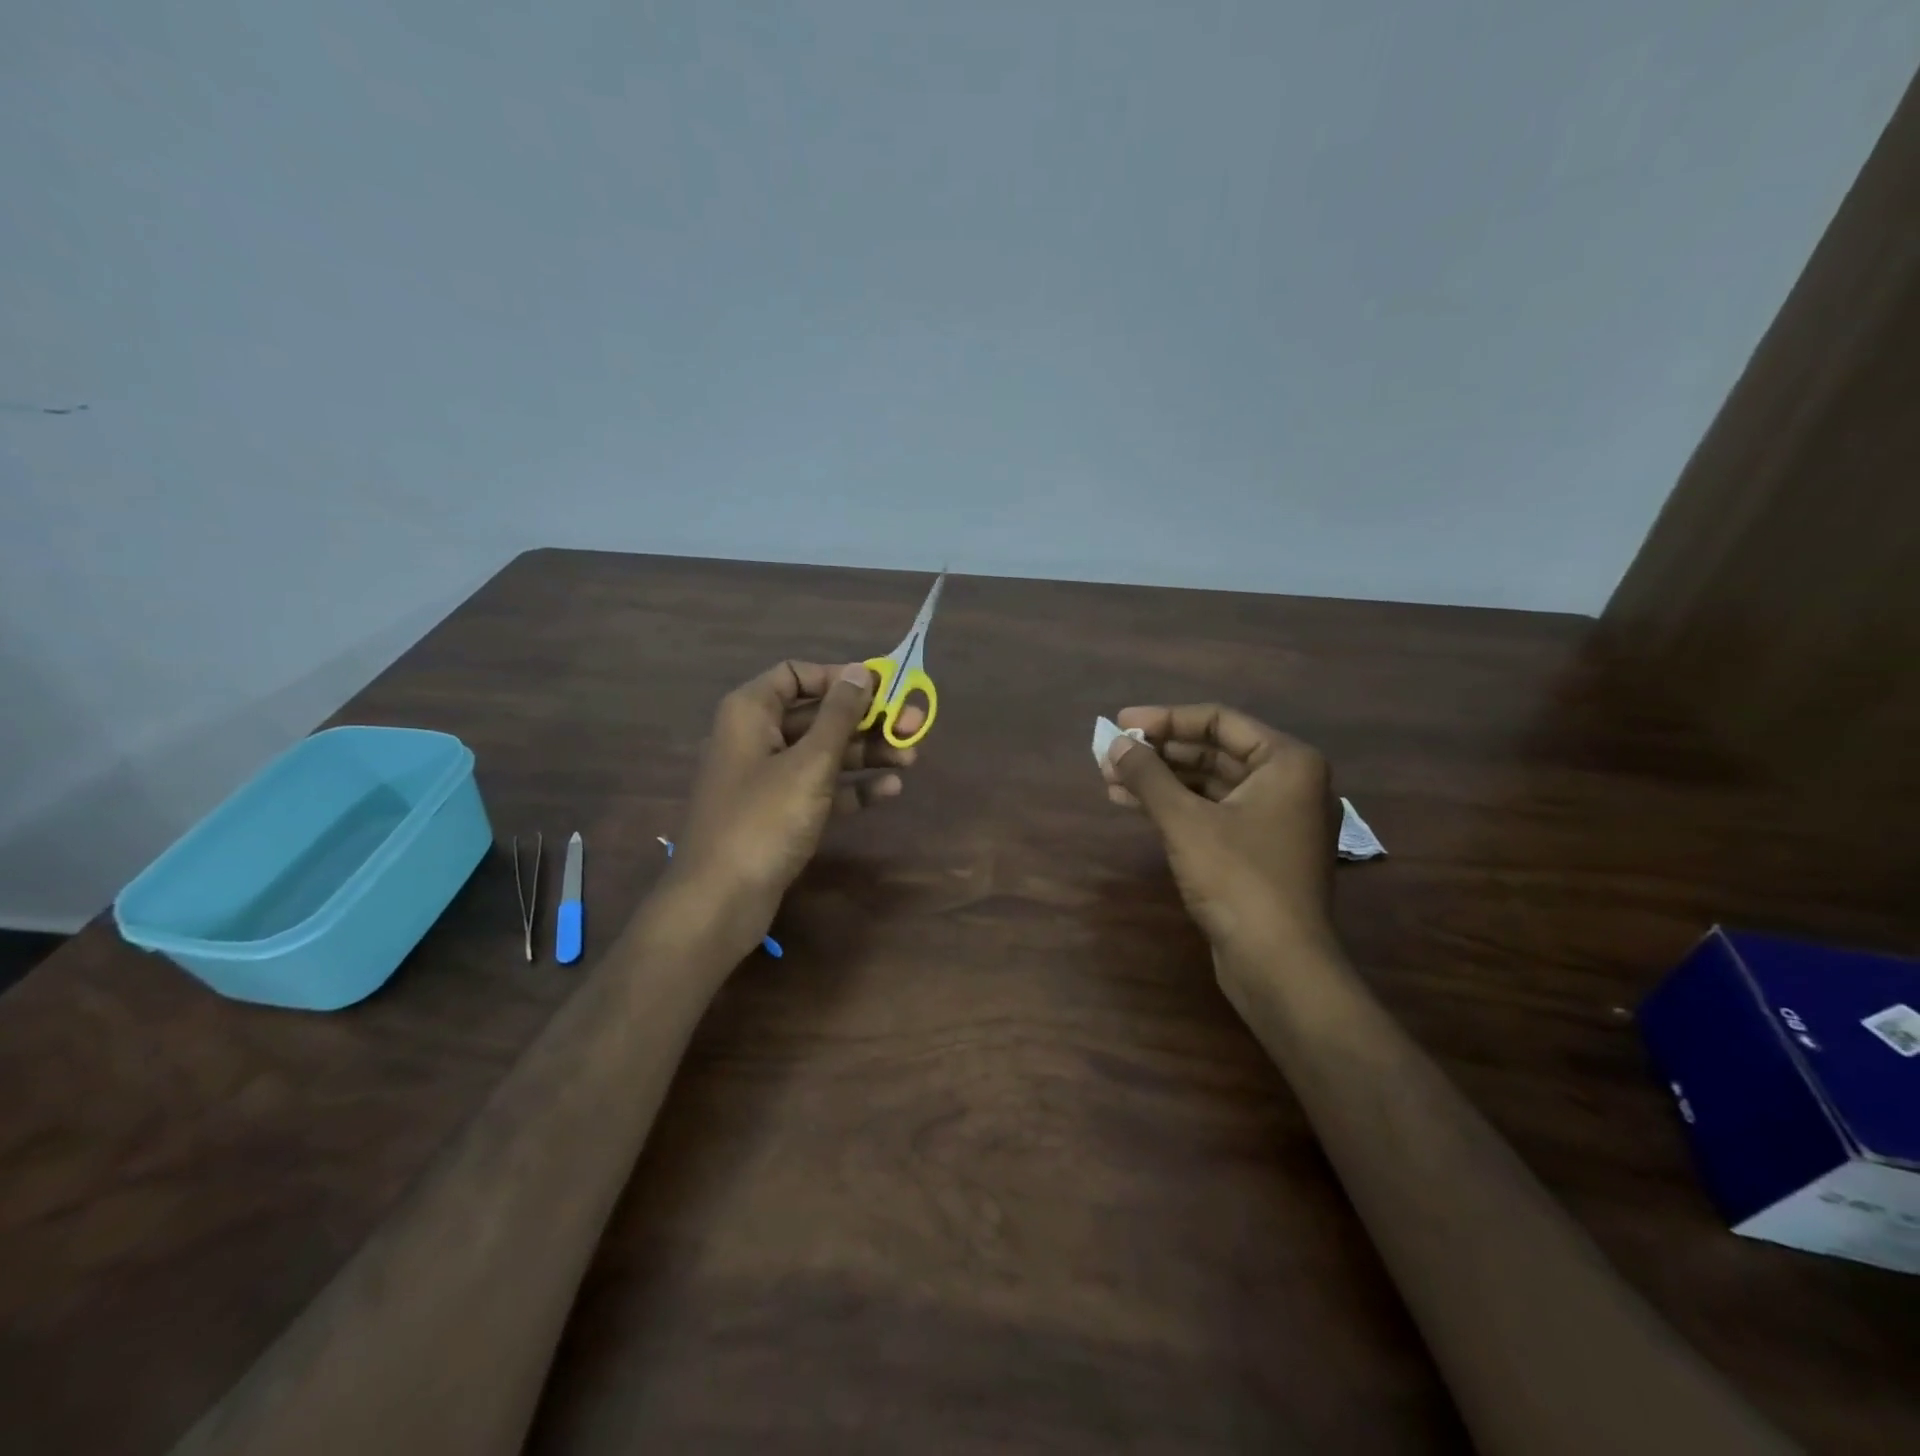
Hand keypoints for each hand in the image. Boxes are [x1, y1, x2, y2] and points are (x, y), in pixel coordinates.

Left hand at [671, 661, 922, 959]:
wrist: (721, 900)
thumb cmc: (764, 820)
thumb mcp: (809, 763)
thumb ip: (839, 715)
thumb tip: (861, 671)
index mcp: (751, 712)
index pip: (796, 674)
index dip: (839, 677)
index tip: (881, 687)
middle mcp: (757, 738)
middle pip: (817, 715)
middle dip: (866, 719)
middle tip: (913, 725)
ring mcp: (768, 778)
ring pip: (823, 752)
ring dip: (866, 752)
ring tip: (911, 758)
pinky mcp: (780, 813)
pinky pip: (821, 788)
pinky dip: (852, 786)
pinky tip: (889, 790)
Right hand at [1101, 704, 1336, 951]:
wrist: (1279, 966)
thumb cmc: (1238, 880)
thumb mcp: (1185, 821)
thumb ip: (1148, 775)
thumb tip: (1115, 744)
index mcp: (1287, 762)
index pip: (1219, 721)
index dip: (1165, 719)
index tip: (1121, 723)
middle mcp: (1288, 784)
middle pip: (1213, 752)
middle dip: (1159, 753)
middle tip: (1111, 754)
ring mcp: (1275, 820)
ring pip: (1209, 785)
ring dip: (1161, 780)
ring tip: (1111, 779)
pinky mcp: (1259, 851)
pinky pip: (1212, 813)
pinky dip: (1175, 807)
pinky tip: (1133, 805)